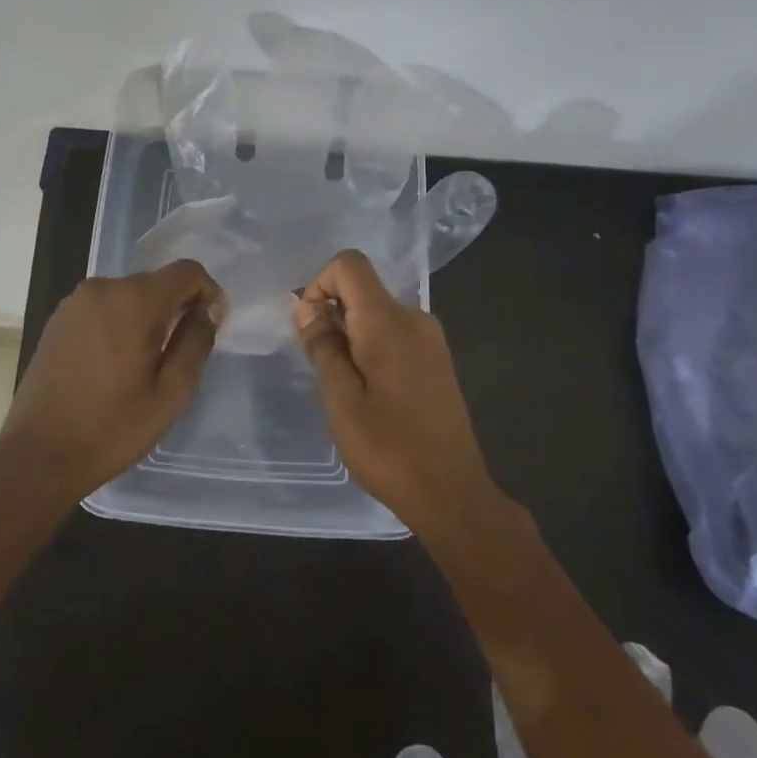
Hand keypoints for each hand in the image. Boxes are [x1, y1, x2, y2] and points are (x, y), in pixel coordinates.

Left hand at [0, 261, 226, 501]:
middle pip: (156, 282)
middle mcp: (103, 288)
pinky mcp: (58, 319)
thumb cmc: (113, 427)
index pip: (186, 271)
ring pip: (128, 296)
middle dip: (176, 308)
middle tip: (181, 354)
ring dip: (146, 318)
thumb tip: (209, 309)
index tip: (212, 324)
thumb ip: (196, 342)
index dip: (207, 292)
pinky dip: (119, 324)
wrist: (38, 454)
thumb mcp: (171, 392)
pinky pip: (103, 309)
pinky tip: (115, 364)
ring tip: (147, 364)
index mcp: (135, 300)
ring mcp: (75, 302)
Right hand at [292, 250, 496, 534]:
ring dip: (350, 337)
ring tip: (345, 389)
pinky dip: (371, 348)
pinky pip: (394, 333)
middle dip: (332, 316)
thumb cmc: (389, 449)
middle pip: (362, 289)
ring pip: (376, 314)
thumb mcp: (340, 400)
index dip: (319, 284)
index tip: (310, 327)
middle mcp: (414, 318)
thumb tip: (304, 306)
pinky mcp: (437, 360)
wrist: (452, 493)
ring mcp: (431, 339)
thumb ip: (322, 346)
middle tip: (322, 370)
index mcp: (389, 322)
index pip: (350, 264)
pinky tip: (370, 394)